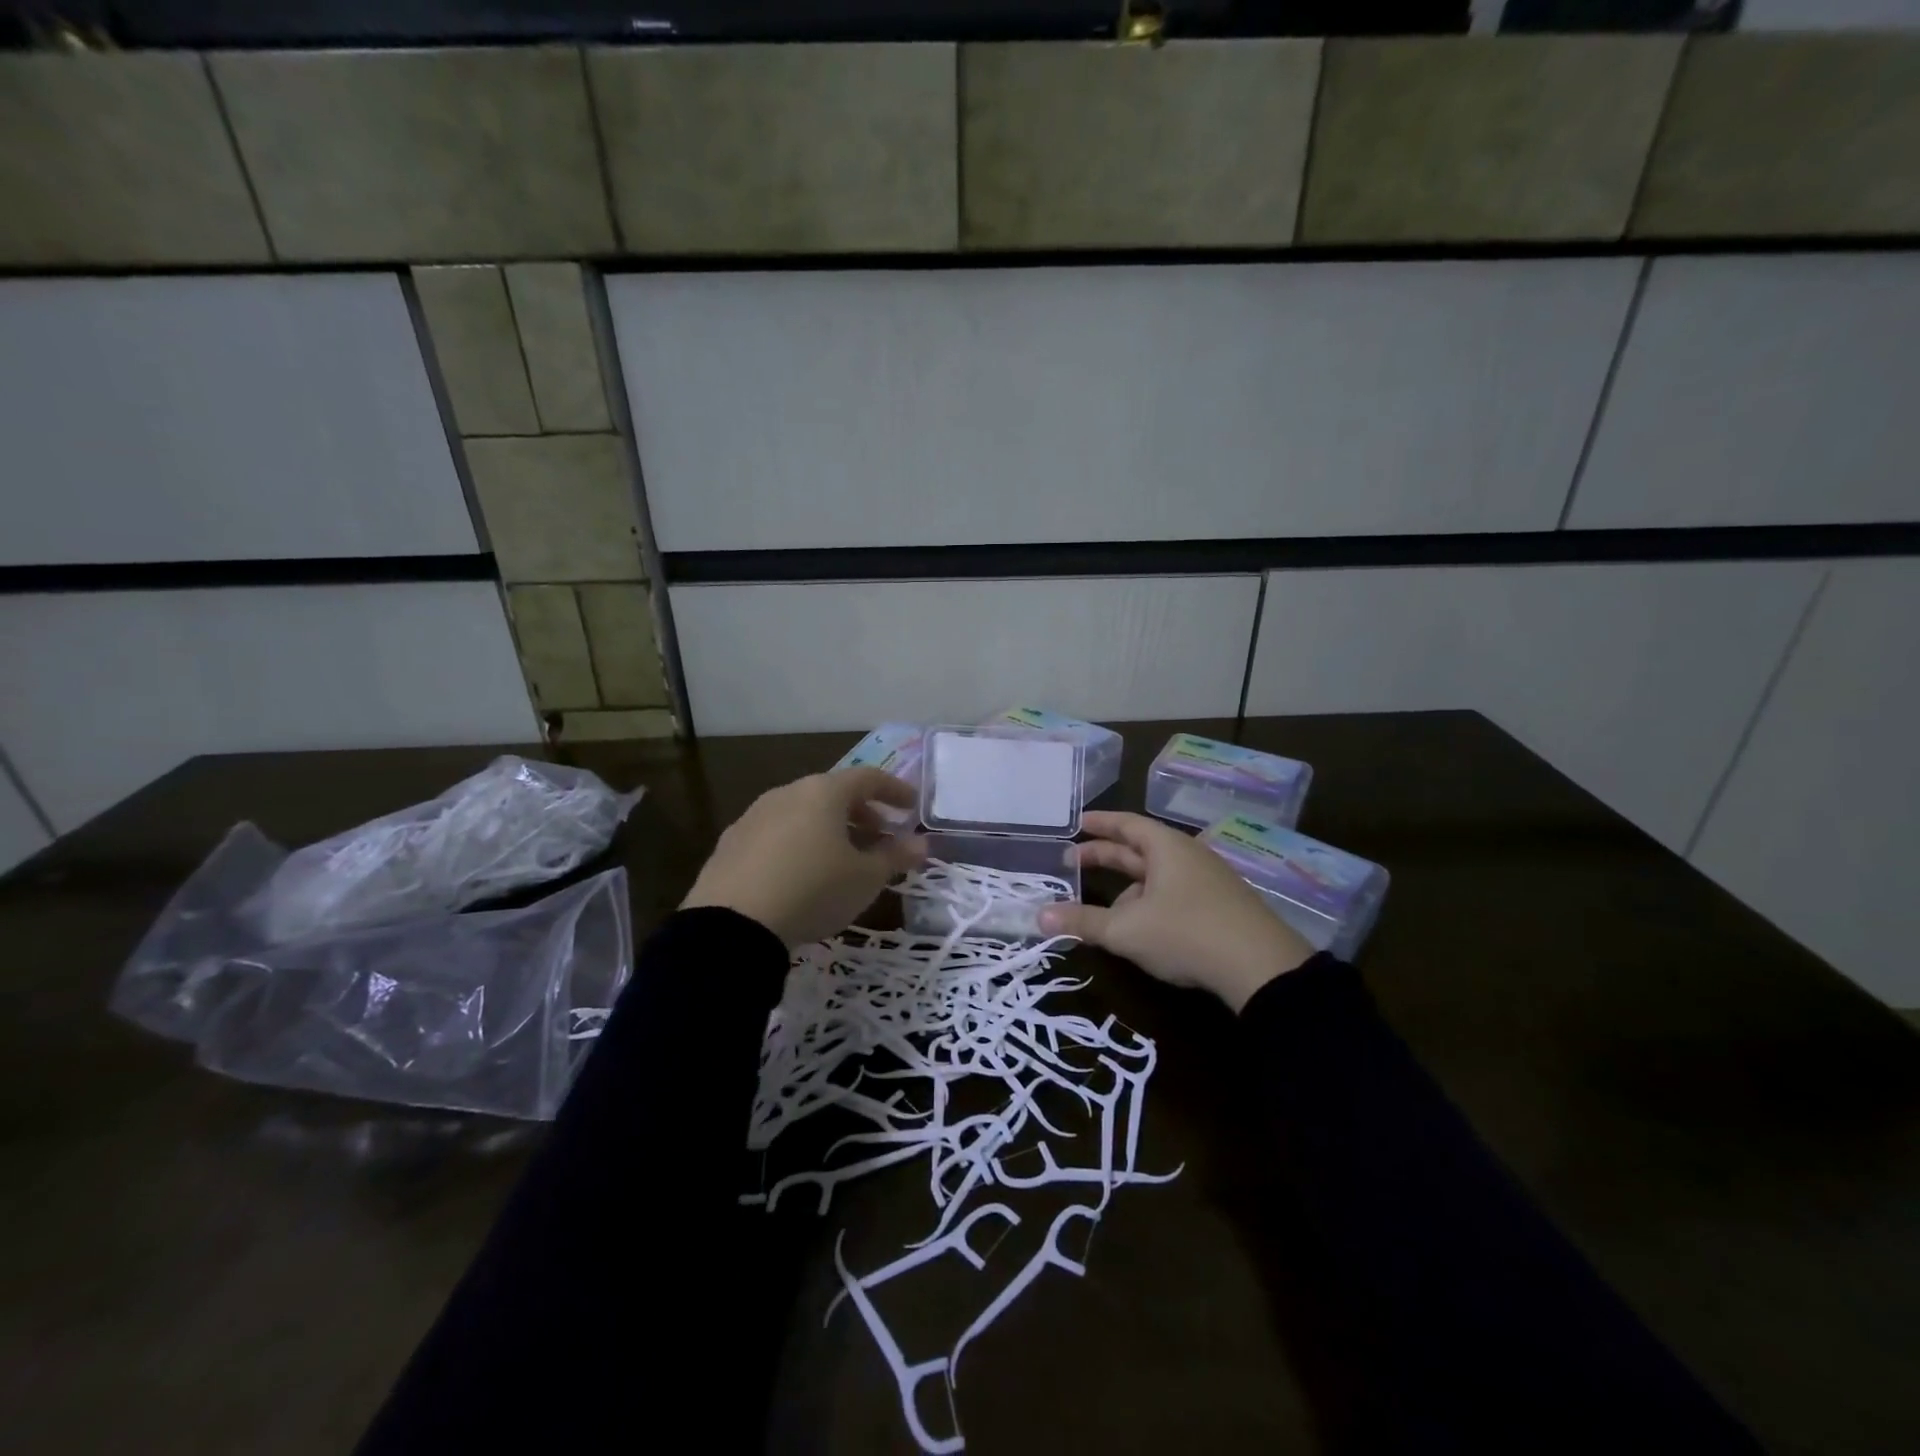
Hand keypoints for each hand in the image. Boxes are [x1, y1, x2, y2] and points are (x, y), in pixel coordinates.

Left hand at [681, 768, 927, 948]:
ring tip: (841, 859)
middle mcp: (788, 793)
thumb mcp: (865, 879)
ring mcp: (755, 815)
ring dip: (829, 829)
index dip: (894, 790)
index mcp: (823, 792)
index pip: (868, 778)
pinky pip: (777, 834)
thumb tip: (921, 844)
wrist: (732, 924)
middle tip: (879, 837)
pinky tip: (801, 873)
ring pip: (803, 813)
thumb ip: (895, 857)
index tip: (911, 807)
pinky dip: (798, 843)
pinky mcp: (731, 842)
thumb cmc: (814, 890)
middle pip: (833, 793)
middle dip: (862, 813)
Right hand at [1039, 811, 1313, 1011]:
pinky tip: (1142, 926)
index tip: (1076, 823)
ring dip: (1128, 885)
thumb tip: (1040, 916)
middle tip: (1073, 860)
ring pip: (1158, 874)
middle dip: (1106, 855)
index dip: (1099, 823)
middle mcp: (1188, 856)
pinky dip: (1150, 900)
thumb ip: (1083, 922)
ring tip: (1104, 907)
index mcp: (1166, 847)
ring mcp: (1208, 880)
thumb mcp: (1126, 930)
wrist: (1261, 967)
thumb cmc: (1186, 933)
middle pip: (1140, 848)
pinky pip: (1175, 892)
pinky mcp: (1221, 906)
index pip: (1126, 824)